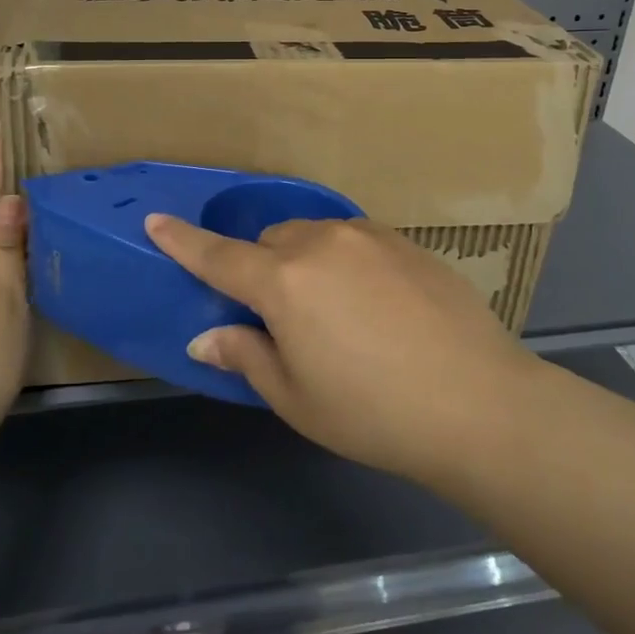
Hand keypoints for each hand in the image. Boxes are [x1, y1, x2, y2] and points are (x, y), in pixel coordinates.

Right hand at [144, 215, 537, 487]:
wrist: (478, 402)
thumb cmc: (372, 412)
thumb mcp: (296, 398)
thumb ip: (246, 355)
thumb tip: (206, 337)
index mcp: (284, 282)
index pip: (218, 255)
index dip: (183, 241)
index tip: (156, 221)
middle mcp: (321, 243)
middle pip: (271, 242)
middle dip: (263, 269)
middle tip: (281, 317)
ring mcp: (368, 236)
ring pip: (315, 236)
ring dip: (306, 262)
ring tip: (334, 312)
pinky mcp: (406, 242)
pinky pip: (355, 241)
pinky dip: (346, 261)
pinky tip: (376, 304)